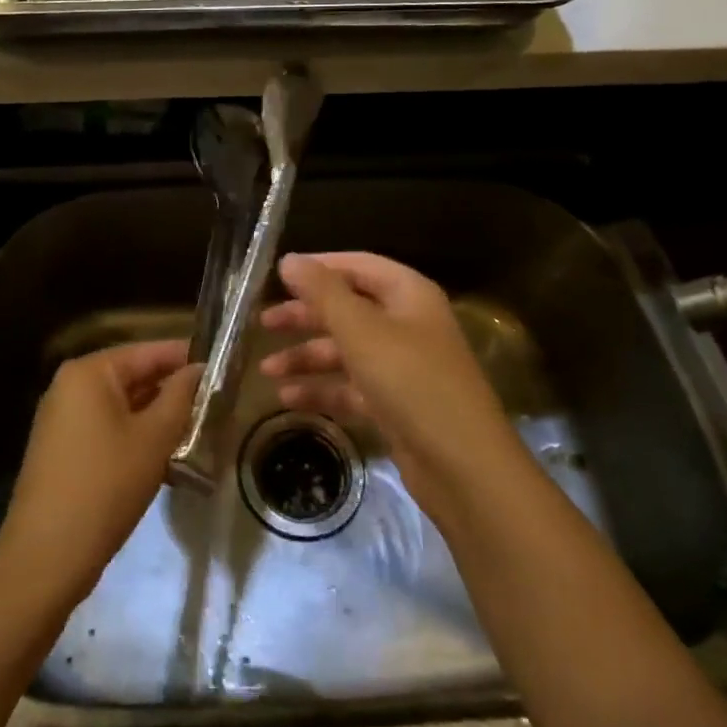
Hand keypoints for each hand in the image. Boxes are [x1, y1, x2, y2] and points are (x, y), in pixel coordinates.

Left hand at [0, 341, 199, 607]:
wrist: (46, 558)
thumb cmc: (106, 486)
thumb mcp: (154, 438)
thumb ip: (180, 396)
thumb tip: (199, 369)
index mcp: (89, 372)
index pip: (148, 351)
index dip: (186, 358)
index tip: (221, 368)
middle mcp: (70, 386)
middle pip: (133, 376)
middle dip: (173, 390)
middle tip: (215, 403)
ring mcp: (62, 419)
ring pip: (122, 406)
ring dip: (157, 416)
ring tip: (199, 429)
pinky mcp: (61, 450)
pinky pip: (106, 428)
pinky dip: (135, 436)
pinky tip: (166, 456)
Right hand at [259, 253, 523, 520]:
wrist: (463, 467)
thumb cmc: (411, 382)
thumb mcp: (361, 330)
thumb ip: (322, 292)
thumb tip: (289, 259)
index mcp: (408, 294)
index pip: (357, 265)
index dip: (318, 268)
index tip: (278, 277)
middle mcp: (406, 323)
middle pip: (348, 308)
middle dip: (305, 316)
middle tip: (263, 323)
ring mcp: (402, 366)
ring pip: (346, 350)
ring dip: (307, 357)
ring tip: (267, 370)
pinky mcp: (396, 404)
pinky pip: (352, 386)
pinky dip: (323, 388)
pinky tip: (288, 398)